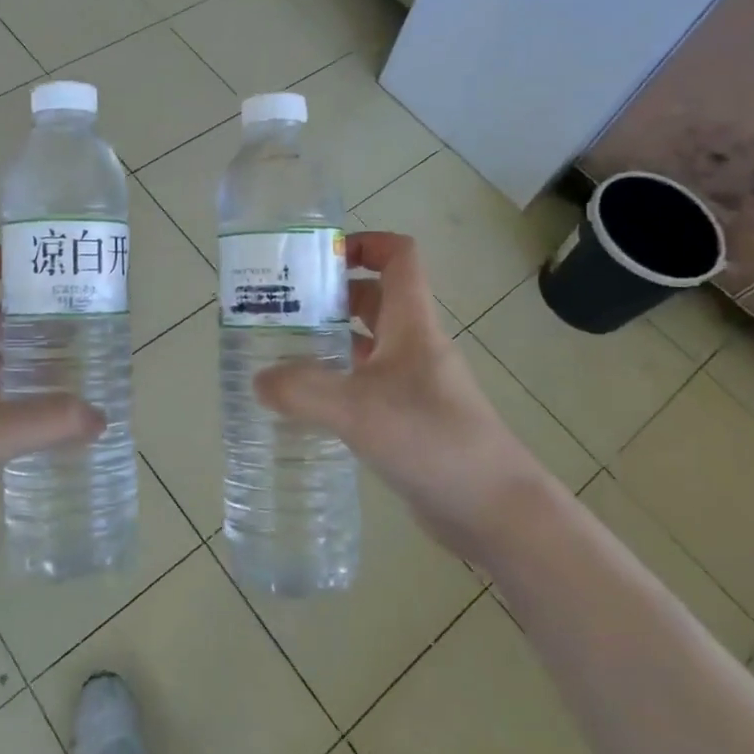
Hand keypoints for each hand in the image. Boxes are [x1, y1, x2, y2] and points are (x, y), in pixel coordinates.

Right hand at [254, 232, 544, 557]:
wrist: (494, 509)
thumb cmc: (431, 438)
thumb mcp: (357, 409)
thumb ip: (302, 391)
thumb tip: (259, 381)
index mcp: (411, 324)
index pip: (399, 257)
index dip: (364, 244)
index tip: (317, 258)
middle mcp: (415, 345)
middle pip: (375, 299)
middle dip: (330, 296)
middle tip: (282, 309)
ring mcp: (415, 384)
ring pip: (369, 345)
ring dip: (331, 341)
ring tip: (282, 353)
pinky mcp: (411, 419)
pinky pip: (368, 386)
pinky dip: (339, 384)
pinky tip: (308, 404)